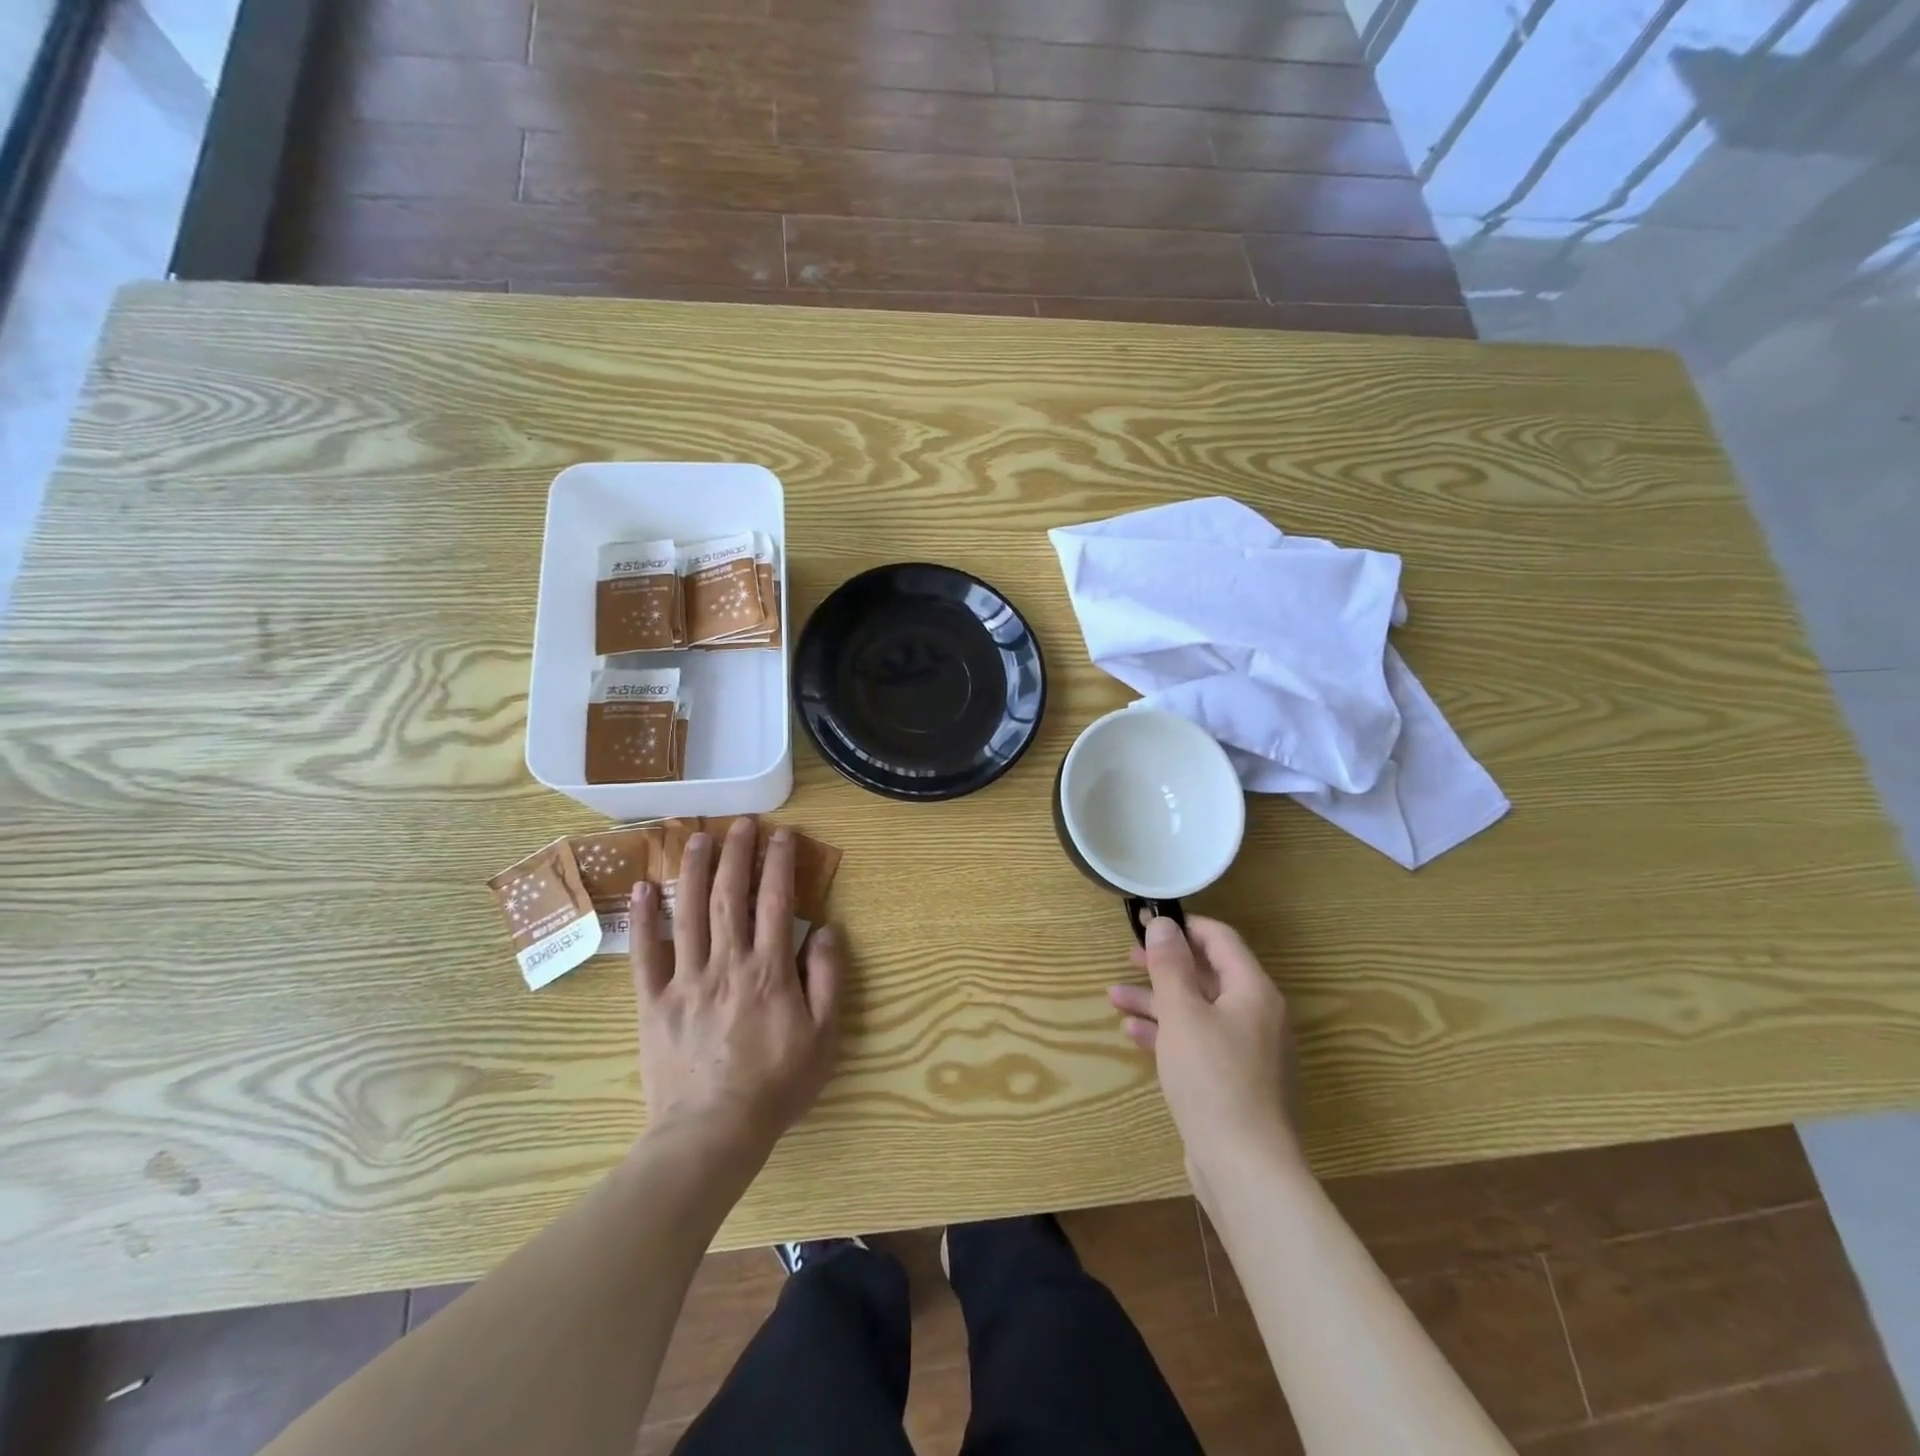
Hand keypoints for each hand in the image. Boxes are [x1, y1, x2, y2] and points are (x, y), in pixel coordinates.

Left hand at [631, 817, 843, 1157]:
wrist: (712, 1132)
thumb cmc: (776, 1084)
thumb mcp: (824, 1036)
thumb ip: (829, 979)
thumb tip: (828, 930)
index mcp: (769, 970)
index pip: (776, 902)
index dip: (779, 864)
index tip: (781, 835)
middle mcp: (727, 963)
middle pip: (730, 896)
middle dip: (736, 854)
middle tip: (740, 823)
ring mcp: (686, 980)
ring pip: (688, 913)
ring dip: (693, 871)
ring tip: (697, 837)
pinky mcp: (654, 1002)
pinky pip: (645, 954)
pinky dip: (642, 919)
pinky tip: (642, 889)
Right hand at [1109, 916, 1302, 1192]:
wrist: (1245, 1169)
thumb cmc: (1212, 1079)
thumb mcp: (1183, 1014)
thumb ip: (1170, 965)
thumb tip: (1163, 924)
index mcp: (1253, 991)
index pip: (1220, 940)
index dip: (1183, 927)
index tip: (1146, 924)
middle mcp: (1257, 1015)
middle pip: (1207, 975)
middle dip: (1164, 966)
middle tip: (1128, 958)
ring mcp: (1248, 1051)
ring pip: (1198, 1011)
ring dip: (1157, 1001)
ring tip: (1114, 997)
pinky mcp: (1235, 1082)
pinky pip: (1199, 1042)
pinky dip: (1168, 1033)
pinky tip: (1133, 1033)